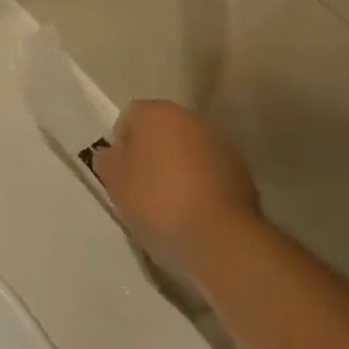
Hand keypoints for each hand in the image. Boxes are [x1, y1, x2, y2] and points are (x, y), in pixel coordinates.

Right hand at [94, 100, 261, 270]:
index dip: (121, 144)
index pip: (130, 117)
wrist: (218, 234)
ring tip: (169, 203)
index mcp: (158, 113)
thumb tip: (112, 153)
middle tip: (141, 188)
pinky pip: (209, 170)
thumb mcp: (116, 184)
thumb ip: (108, 161)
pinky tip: (194, 210)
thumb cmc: (157, 201)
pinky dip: (200, 182)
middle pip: (162, 130)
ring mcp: (220, 142)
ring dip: (178, 167)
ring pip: (188, 149)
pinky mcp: (241, 169)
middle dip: (151, 152)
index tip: (120, 173)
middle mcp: (191, 118)